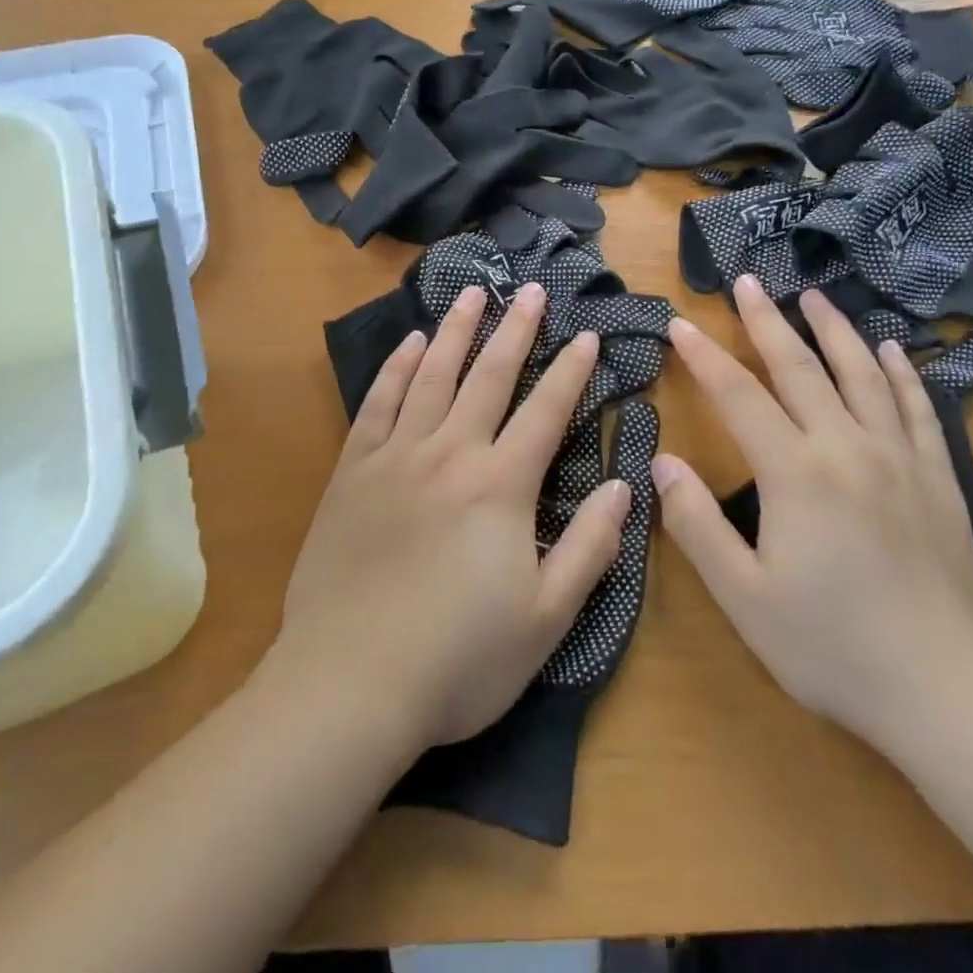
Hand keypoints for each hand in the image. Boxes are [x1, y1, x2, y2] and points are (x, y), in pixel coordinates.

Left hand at [278, 283, 630, 753]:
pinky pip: (378, 405)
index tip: (587, 335)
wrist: (349, 684)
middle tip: (529, 288)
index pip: (546, 412)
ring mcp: (396, 457)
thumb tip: (623, 485)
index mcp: (501, 486)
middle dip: (515, 329)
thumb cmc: (458, 659)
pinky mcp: (352, 472)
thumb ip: (590, 548)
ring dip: (456, 331)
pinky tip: (408, 344)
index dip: (571, 372)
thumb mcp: (546, 619)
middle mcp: (450, 454)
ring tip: (472, 293)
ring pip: (431, 375)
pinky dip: (395, 369)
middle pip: (489, 377)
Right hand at [654, 276, 972, 753]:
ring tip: (813, 296)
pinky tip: (891, 351)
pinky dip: (900, 374)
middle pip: (800, 368)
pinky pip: (917, 410)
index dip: (704, 357)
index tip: (679, 323)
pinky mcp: (939, 481)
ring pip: (861, 375)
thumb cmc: (832, 648)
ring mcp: (900, 460)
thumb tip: (663, 462)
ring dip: (833, 330)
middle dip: (767, 322)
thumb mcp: (744, 597)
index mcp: (795, 473)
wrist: (949, 696)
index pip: (738, 396)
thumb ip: (697, 525)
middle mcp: (847, 448)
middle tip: (747, 283)